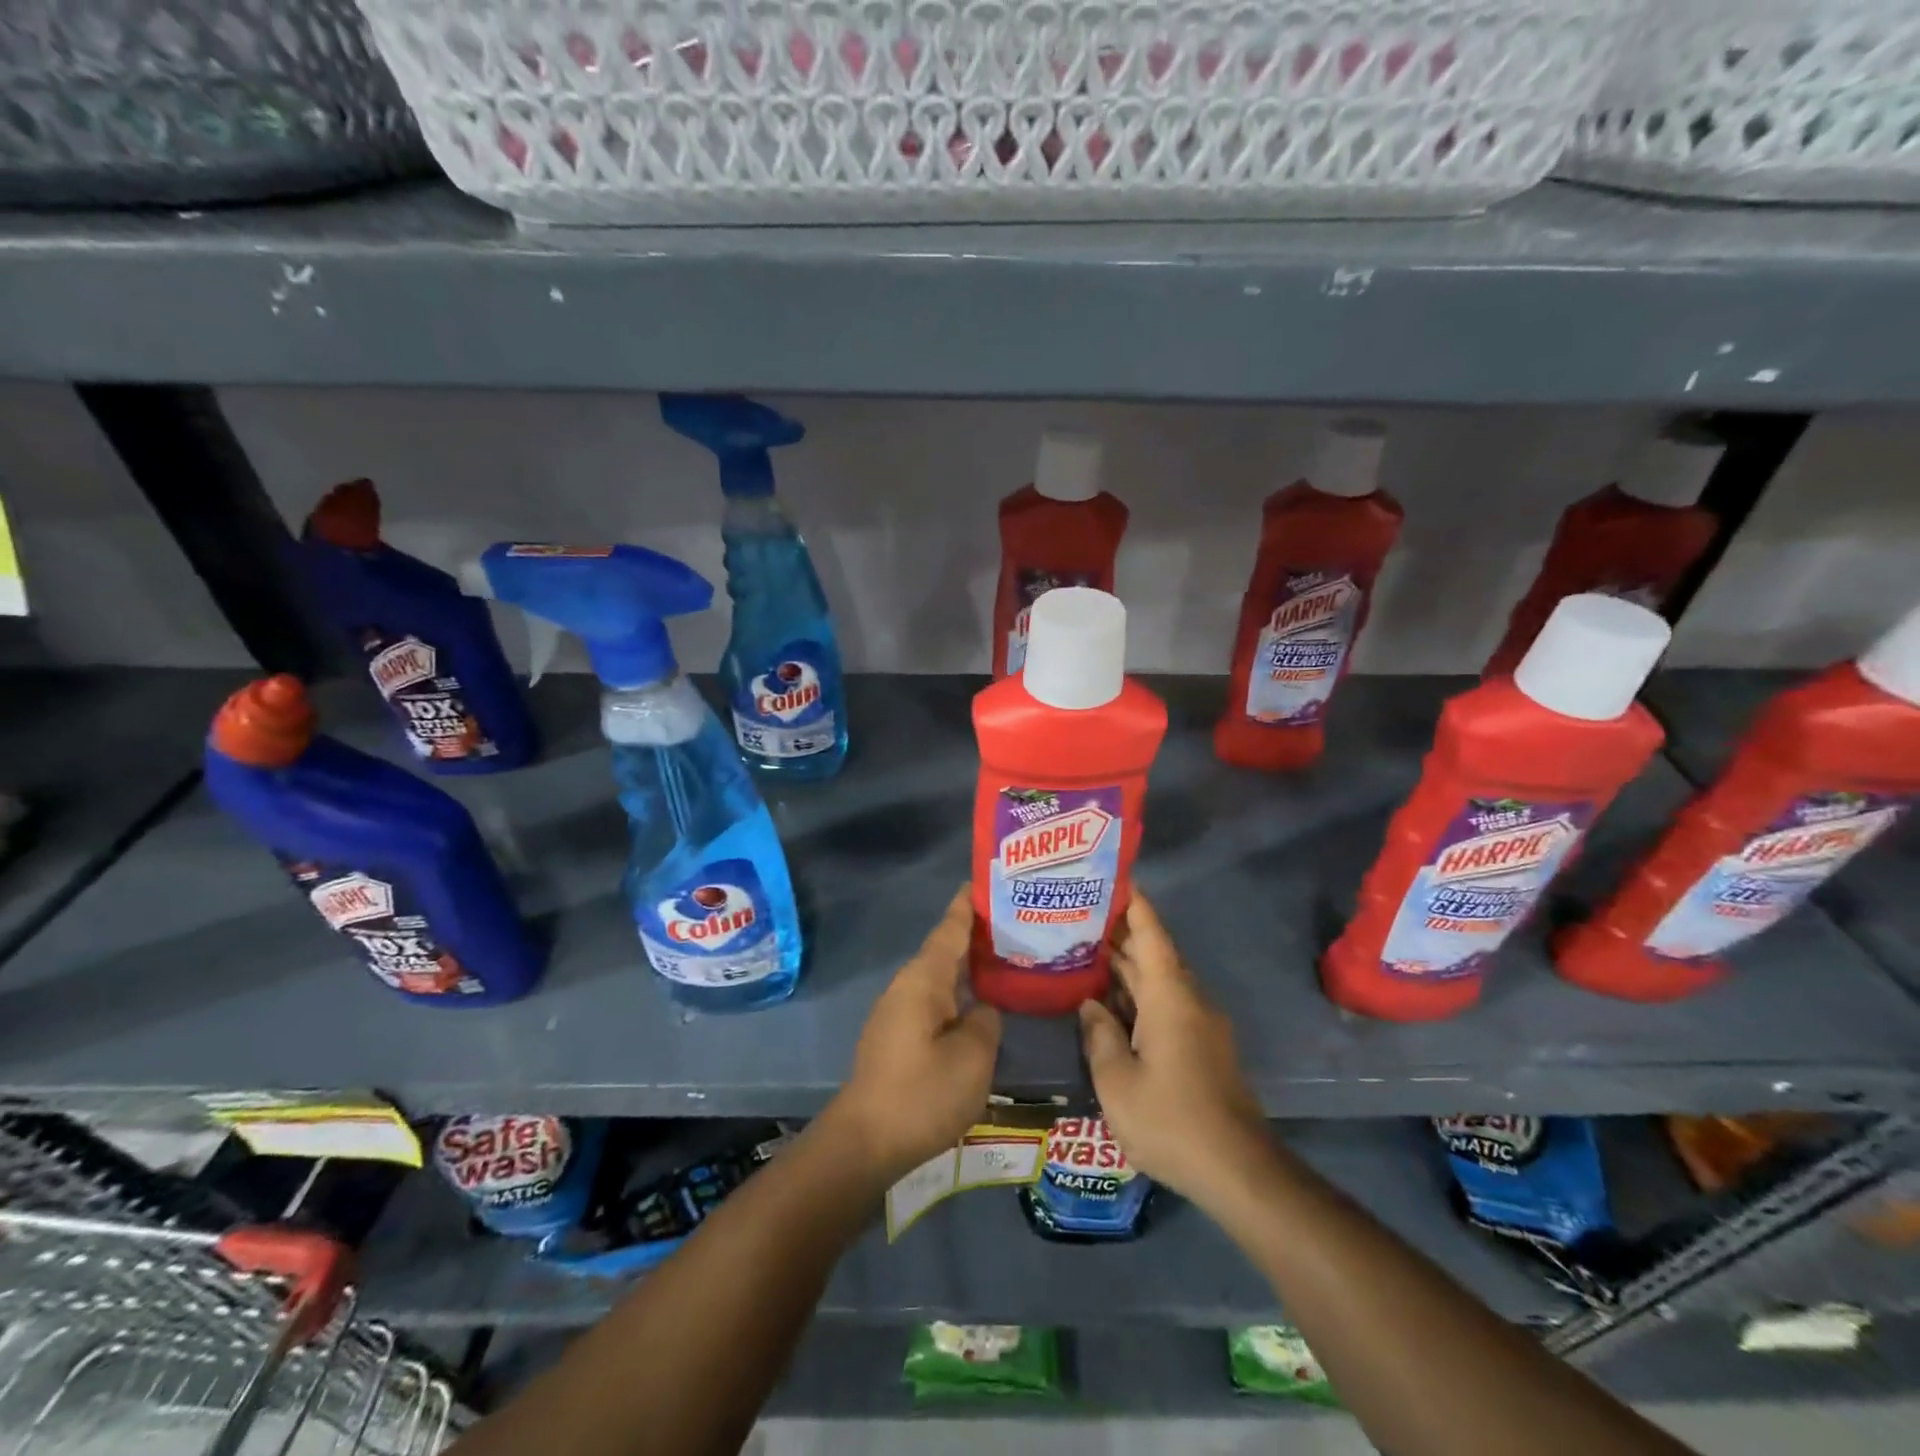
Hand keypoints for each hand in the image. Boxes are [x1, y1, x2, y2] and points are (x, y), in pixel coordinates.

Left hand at [825, 886, 1001, 1185]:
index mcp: (924, 979)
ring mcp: (898, 1011)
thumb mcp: (973, 1057)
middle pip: (945, 950)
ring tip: (1005, 961)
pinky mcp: (897, 1036)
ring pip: (940, 977)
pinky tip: (979, 1005)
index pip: (950, 929)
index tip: (986, 881)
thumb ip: (986, 1021)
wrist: (865, 1142)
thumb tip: (982, 1008)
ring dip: (968, 967)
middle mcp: (907, 986)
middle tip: (1016, 923)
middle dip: (976, 936)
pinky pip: (934, 1000)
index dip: (968, 905)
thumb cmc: (922, 1093)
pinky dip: (958, 993)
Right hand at [1079, 893, 1270, 1209]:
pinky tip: (1109, 1004)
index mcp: (1169, 997)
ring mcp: (1199, 1025)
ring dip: (1126, 968)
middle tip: (1079, 915)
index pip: (1151, 934)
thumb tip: (1089, 1005)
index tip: (1114, 876)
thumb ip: (1098, 1035)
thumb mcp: (1117, 1081)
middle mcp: (1188, 1000)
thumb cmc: (1171, 1120)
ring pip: (1158, 982)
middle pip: (1153, 955)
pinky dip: (1137, 996)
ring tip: (1085, 952)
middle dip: (1119, 934)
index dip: (1134, 903)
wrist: (1239, 1171)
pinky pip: (1166, 1005)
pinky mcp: (1202, 1048)